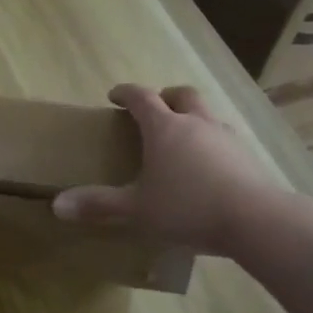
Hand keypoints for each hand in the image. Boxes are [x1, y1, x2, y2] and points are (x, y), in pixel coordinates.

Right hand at [53, 85, 272, 255]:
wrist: (255, 219)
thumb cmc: (187, 208)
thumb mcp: (136, 210)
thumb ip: (98, 205)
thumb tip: (57, 204)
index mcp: (165, 128)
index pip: (141, 97)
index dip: (126, 93)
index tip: (114, 96)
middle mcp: (196, 123)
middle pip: (181, 94)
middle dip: (165, 97)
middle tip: (153, 110)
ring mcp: (226, 137)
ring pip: (207, 114)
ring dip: (191, 117)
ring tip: (182, 139)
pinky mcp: (247, 156)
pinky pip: (224, 138)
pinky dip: (211, 142)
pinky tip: (208, 165)